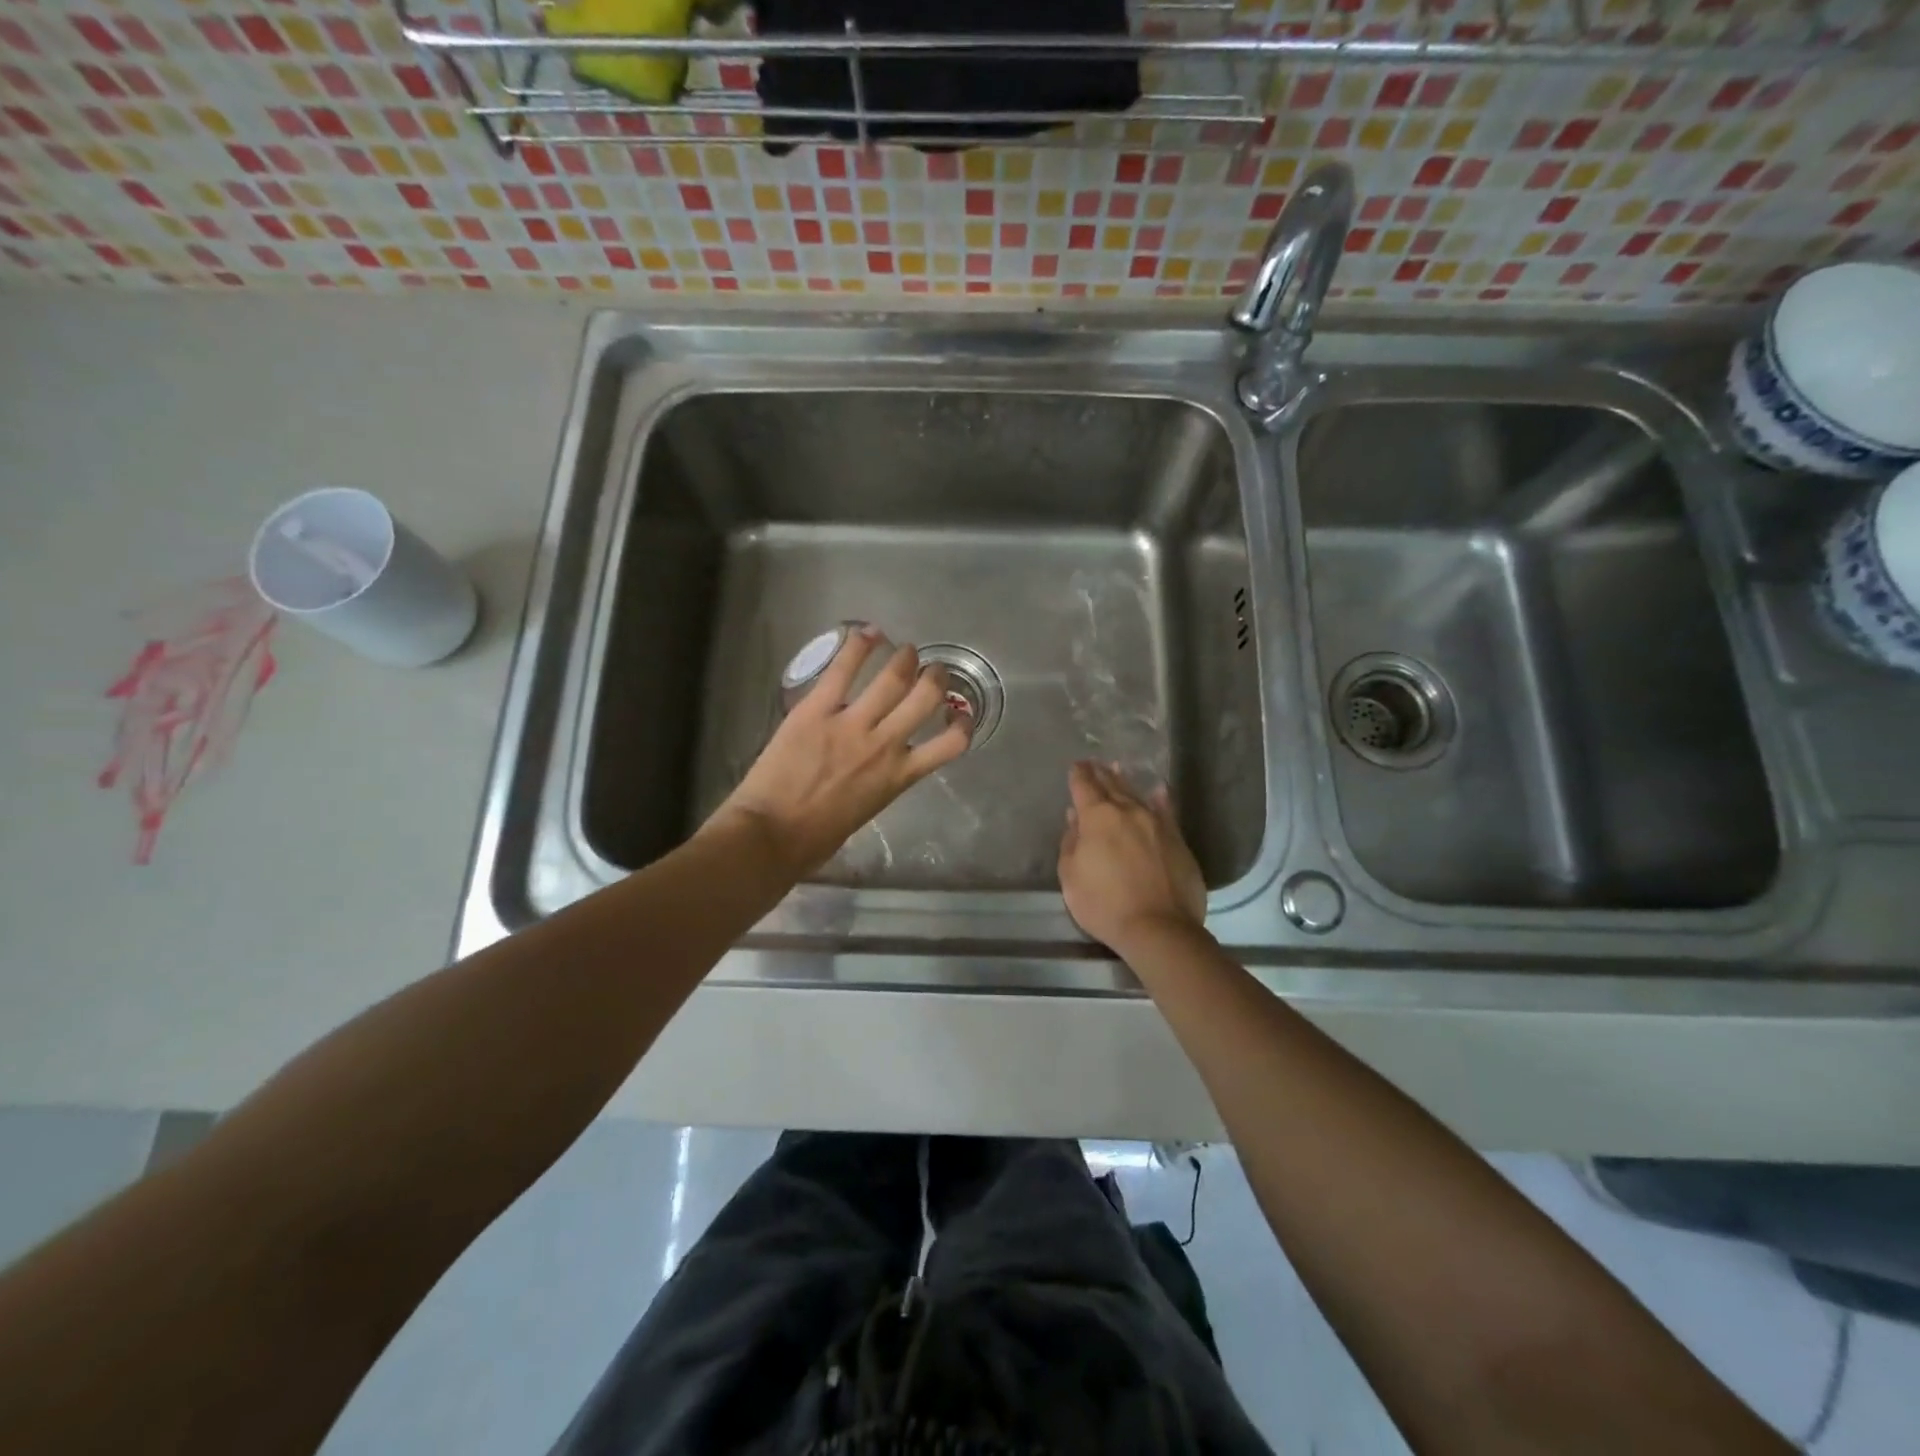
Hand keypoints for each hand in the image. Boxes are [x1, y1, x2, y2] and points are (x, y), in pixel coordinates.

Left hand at [708, 628, 970, 877]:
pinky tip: (868, 633)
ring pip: (892, 678)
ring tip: (908, 650)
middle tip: (934, 669)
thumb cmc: (816, 838)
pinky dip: (859, 647)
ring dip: (905, 658)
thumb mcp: (866, 811)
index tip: (960, 714)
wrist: (772, 835)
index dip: (963, 724)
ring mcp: (852, 724)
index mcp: (898, 776)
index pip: (950, 745)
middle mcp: (885, 745)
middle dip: (935, 678)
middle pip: (925, 697)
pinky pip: (843, 670)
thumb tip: (879, 770)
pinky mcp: (817, 710)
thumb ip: (880, 783)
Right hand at [1057, 761, 1206, 955]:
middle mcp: (1128, 811)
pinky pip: (1166, 811)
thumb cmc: (1104, 904)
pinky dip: (1159, 798)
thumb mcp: (1071, 877)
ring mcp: (1156, 823)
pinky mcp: (1177, 839)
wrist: (1158, 927)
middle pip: (1112, 785)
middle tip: (1094, 763)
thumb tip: (1075, 818)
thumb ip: (1071, 842)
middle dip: (1100, 773)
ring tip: (1117, 769)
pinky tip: (1158, 790)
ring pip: (1137, 795)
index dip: (1078, 775)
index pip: (1084, 786)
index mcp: (1098, 817)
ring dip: (1124, 781)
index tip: (1076, 766)